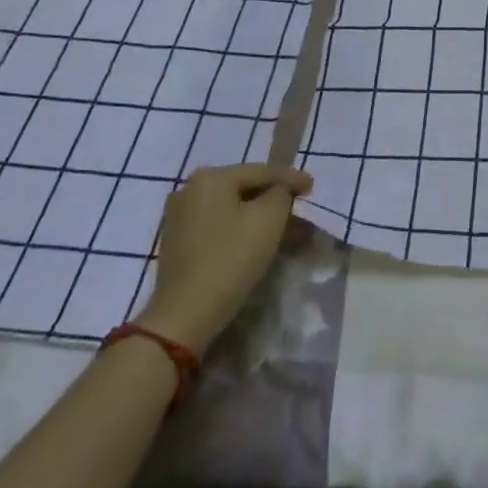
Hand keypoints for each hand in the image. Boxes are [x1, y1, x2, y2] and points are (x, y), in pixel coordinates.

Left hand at [136, 164, 311, 353]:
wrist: (183, 317)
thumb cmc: (230, 259)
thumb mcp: (270, 218)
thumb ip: (282, 193)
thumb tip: (279, 191)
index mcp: (211, 177)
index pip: (262, 171)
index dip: (291, 178)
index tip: (312, 186)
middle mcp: (189, 188)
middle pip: (244, 187)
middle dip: (273, 197)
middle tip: (299, 206)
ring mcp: (178, 215)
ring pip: (230, 207)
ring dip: (256, 214)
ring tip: (281, 224)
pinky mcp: (175, 241)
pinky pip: (216, 223)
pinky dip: (237, 227)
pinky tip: (254, 238)